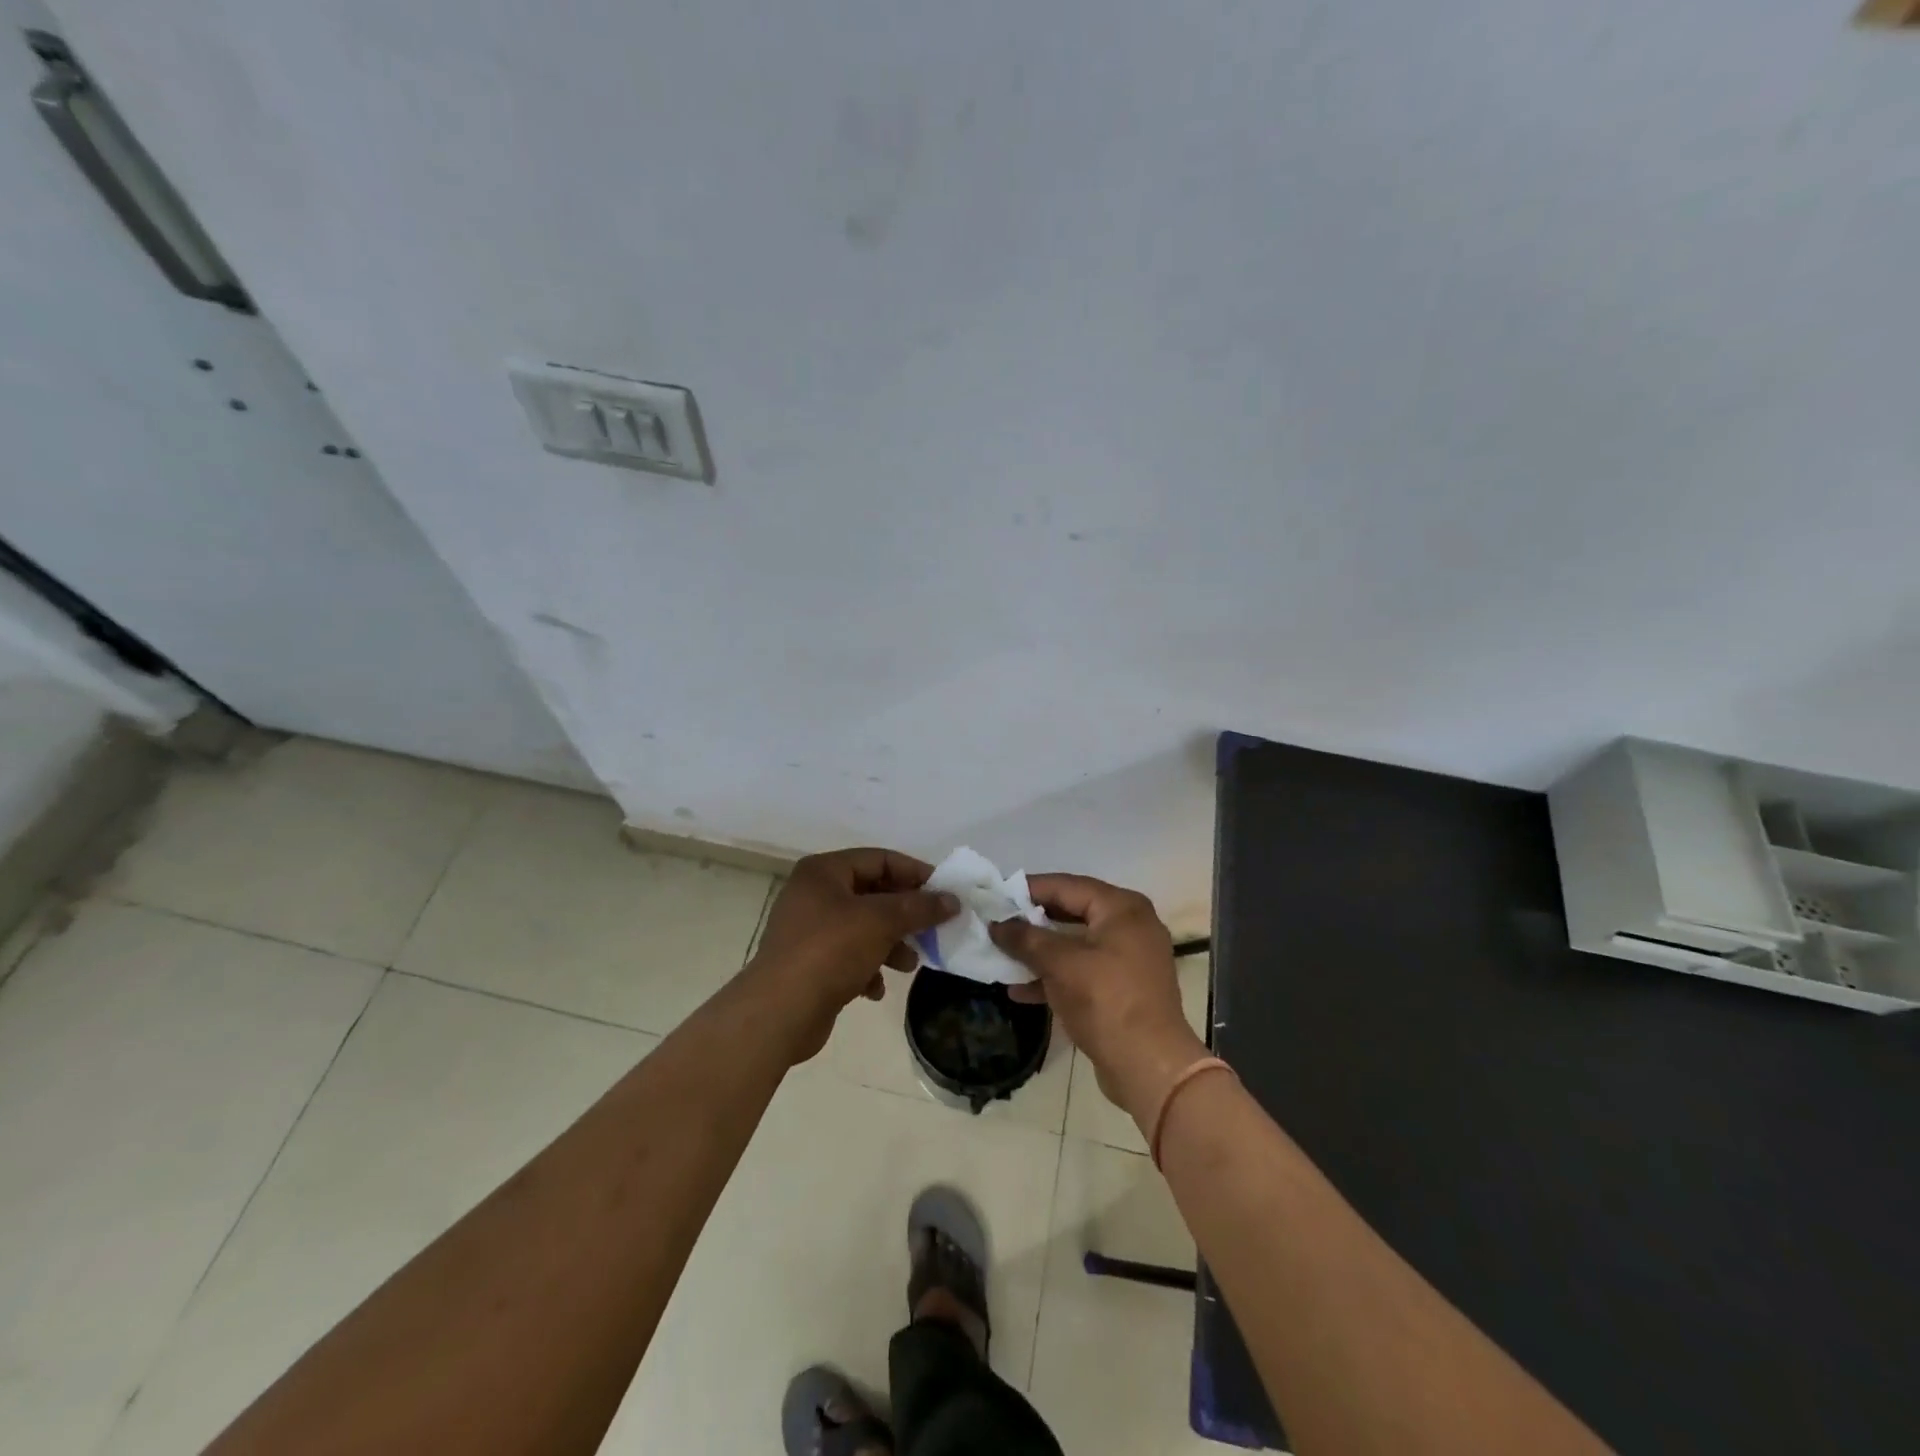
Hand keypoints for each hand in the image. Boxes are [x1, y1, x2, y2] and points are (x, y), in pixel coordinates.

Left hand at [747, 848, 957, 1063]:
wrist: (779, 1011)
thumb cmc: (830, 951)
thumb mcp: (881, 921)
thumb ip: (919, 907)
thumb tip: (952, 900)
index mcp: (824, 871)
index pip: (880, 859)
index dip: (915, 873)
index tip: (945, 893)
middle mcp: (813, 894)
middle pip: (873, 894)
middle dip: (904, 914)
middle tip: (932, 930)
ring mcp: (809, 930)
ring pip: (863, 927)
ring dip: (891, 944)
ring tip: (910, 964)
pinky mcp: (809, 963)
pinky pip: (848, 956)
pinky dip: (868, 967)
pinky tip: (877, 988)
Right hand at [990, 874, 1205, 1129]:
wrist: (1150, 1067)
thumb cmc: (1106, 1001)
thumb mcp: (1060, 964)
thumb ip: (1026, 938)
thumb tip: (996, 924)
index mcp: (1122, 908)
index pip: (1067, 885)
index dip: (1029, 889)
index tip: (995, 893)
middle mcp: (1131, 925)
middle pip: (1072, 912)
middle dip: (1032, 921)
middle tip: (997, 922)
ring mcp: (1130, 958)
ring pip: (1075, 944)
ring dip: (1040, 951)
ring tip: (1002, 956)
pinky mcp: (1124, 988)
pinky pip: (1083, 970)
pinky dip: (1055, 975)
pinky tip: (1021, 989)